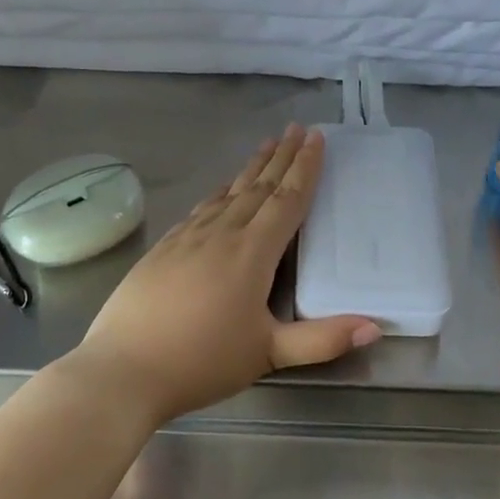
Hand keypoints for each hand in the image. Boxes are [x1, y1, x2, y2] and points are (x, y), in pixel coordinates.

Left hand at [72, 124, 380, 421]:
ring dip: (250, 168)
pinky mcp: (162, 248)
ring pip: (227, 193)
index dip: (305, 168)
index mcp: (251, 253)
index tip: (317, 138)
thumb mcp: (269, 353)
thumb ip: (323, 340)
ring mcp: (187, 238)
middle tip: (297, 129)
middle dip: (281, 156)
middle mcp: (221, 234)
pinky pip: (200, 209)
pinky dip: (218, 193)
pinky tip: (219, 191)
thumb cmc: (202, 361)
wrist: (123, 369)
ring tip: (266, 145)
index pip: (286, 200)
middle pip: (258, 187)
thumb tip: (376, 326)